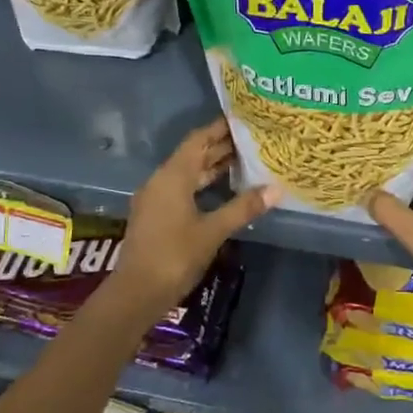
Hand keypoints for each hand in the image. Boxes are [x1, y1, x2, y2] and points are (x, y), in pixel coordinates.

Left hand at [103, 119, 277, 321]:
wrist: (136, 292)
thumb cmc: (175, 255)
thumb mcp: (213, 230)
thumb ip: (243, 207)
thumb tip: (276, 189)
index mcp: (172, 176)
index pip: (198, 140)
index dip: (219, 128)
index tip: (243, 120)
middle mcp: (161, 180)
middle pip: (193, 155)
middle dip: (220, 147)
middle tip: (251, 140)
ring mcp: (156, 199)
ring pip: (188, 174)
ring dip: (212, 167)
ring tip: (244, 161)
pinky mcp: (156, 216)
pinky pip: (182, 189)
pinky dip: (203, 184)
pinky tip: (222, 191)